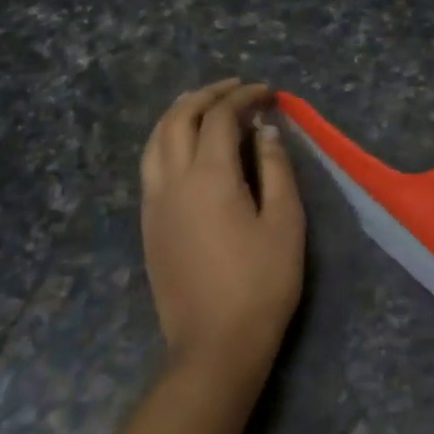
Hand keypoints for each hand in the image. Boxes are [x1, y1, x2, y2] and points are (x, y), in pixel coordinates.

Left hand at [139, 80, 305, 385]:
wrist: (215, 344)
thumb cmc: (262, 281)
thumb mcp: (285, 221)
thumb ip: (276, 168)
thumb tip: (264, 130)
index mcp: (209, 177)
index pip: (220, 118)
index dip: (243, 97)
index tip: (268, 92)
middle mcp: (172, 181)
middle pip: (178, 119)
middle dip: (206, 96)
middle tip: (236, 89)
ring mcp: (154, 203)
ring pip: (155, 140)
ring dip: (180, 114)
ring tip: (206, 107)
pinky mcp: (148, 224)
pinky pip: (151, 164)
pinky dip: (168, 140)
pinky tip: (188, 148)